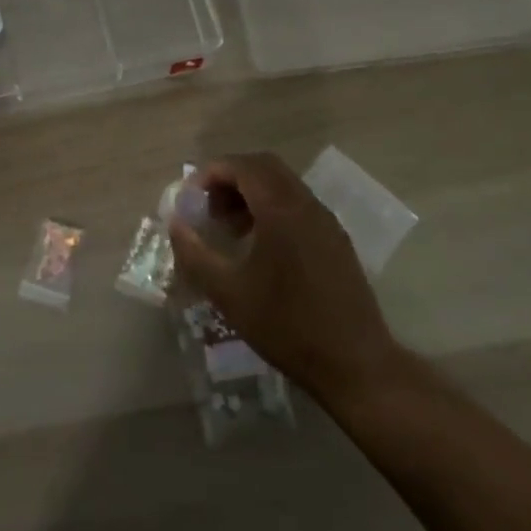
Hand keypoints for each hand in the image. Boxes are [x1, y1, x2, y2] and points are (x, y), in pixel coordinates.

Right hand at [168, 152, 404, 405]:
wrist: (355, 364)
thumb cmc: (287, 326)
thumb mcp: (228, 293)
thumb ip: (195, 254)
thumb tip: (175, 224)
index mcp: (282, 209)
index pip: (243, 166)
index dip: (211, 173)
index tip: (190, 198)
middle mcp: (307, 205)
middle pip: (264, 168)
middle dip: (231, 179)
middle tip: (208, 209)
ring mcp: (326, 222)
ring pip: (283, 185)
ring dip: (251, 194)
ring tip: (229, 230)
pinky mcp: (336, 240)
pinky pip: (298, 206)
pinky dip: (272, 209)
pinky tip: (260, 247)